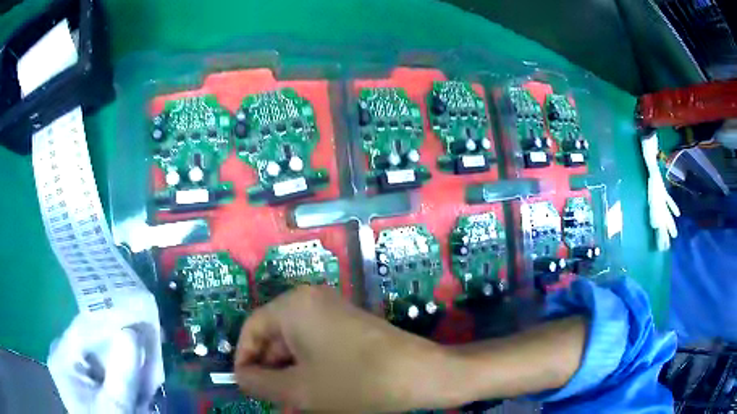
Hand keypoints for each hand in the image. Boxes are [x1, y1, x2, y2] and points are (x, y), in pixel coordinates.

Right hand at [234, 286, 457, 411]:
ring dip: (289, 372)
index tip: (247, 387)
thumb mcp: (298, 390)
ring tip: (296, 400)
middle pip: (273, 336)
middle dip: (270, 369)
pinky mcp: (349, 324)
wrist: (420, 375)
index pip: (251, 329)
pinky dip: (309, 367)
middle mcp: (311, 299)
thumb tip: (240, 376)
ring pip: (295, 343)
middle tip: (275, 399)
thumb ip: (258, 383)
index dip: (244, 359)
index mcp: (293, 305)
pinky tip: (317, 390)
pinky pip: (316, 344)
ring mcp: (333, 310)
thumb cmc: (354, 382)